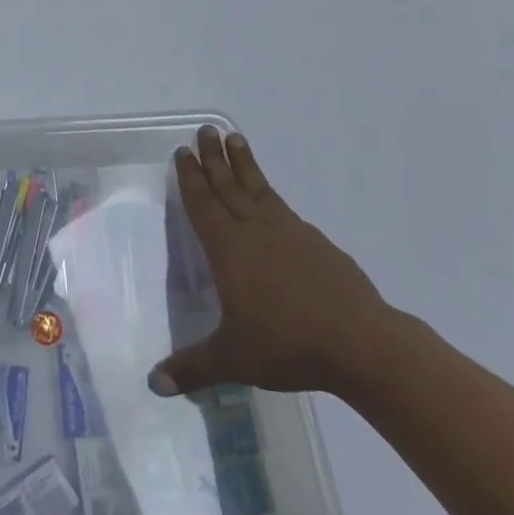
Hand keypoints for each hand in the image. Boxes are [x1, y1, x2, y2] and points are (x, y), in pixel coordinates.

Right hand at [150, 127, 398, 400]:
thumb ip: (192, 367)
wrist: (360, 342)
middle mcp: (256, 231)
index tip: (184, 151)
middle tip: (205, 130)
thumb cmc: (287, 344)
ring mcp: (289, 233)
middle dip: (214, 158)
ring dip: (244, 164)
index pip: (204, 204)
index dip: (191, 178)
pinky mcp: (317, 242)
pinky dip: (269, 193)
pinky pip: (283, 207)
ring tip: (235, 138)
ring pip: (258, 189)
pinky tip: (270, 197)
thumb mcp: (233, 358)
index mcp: (230, 250)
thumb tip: (153, 384)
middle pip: (229, 186)